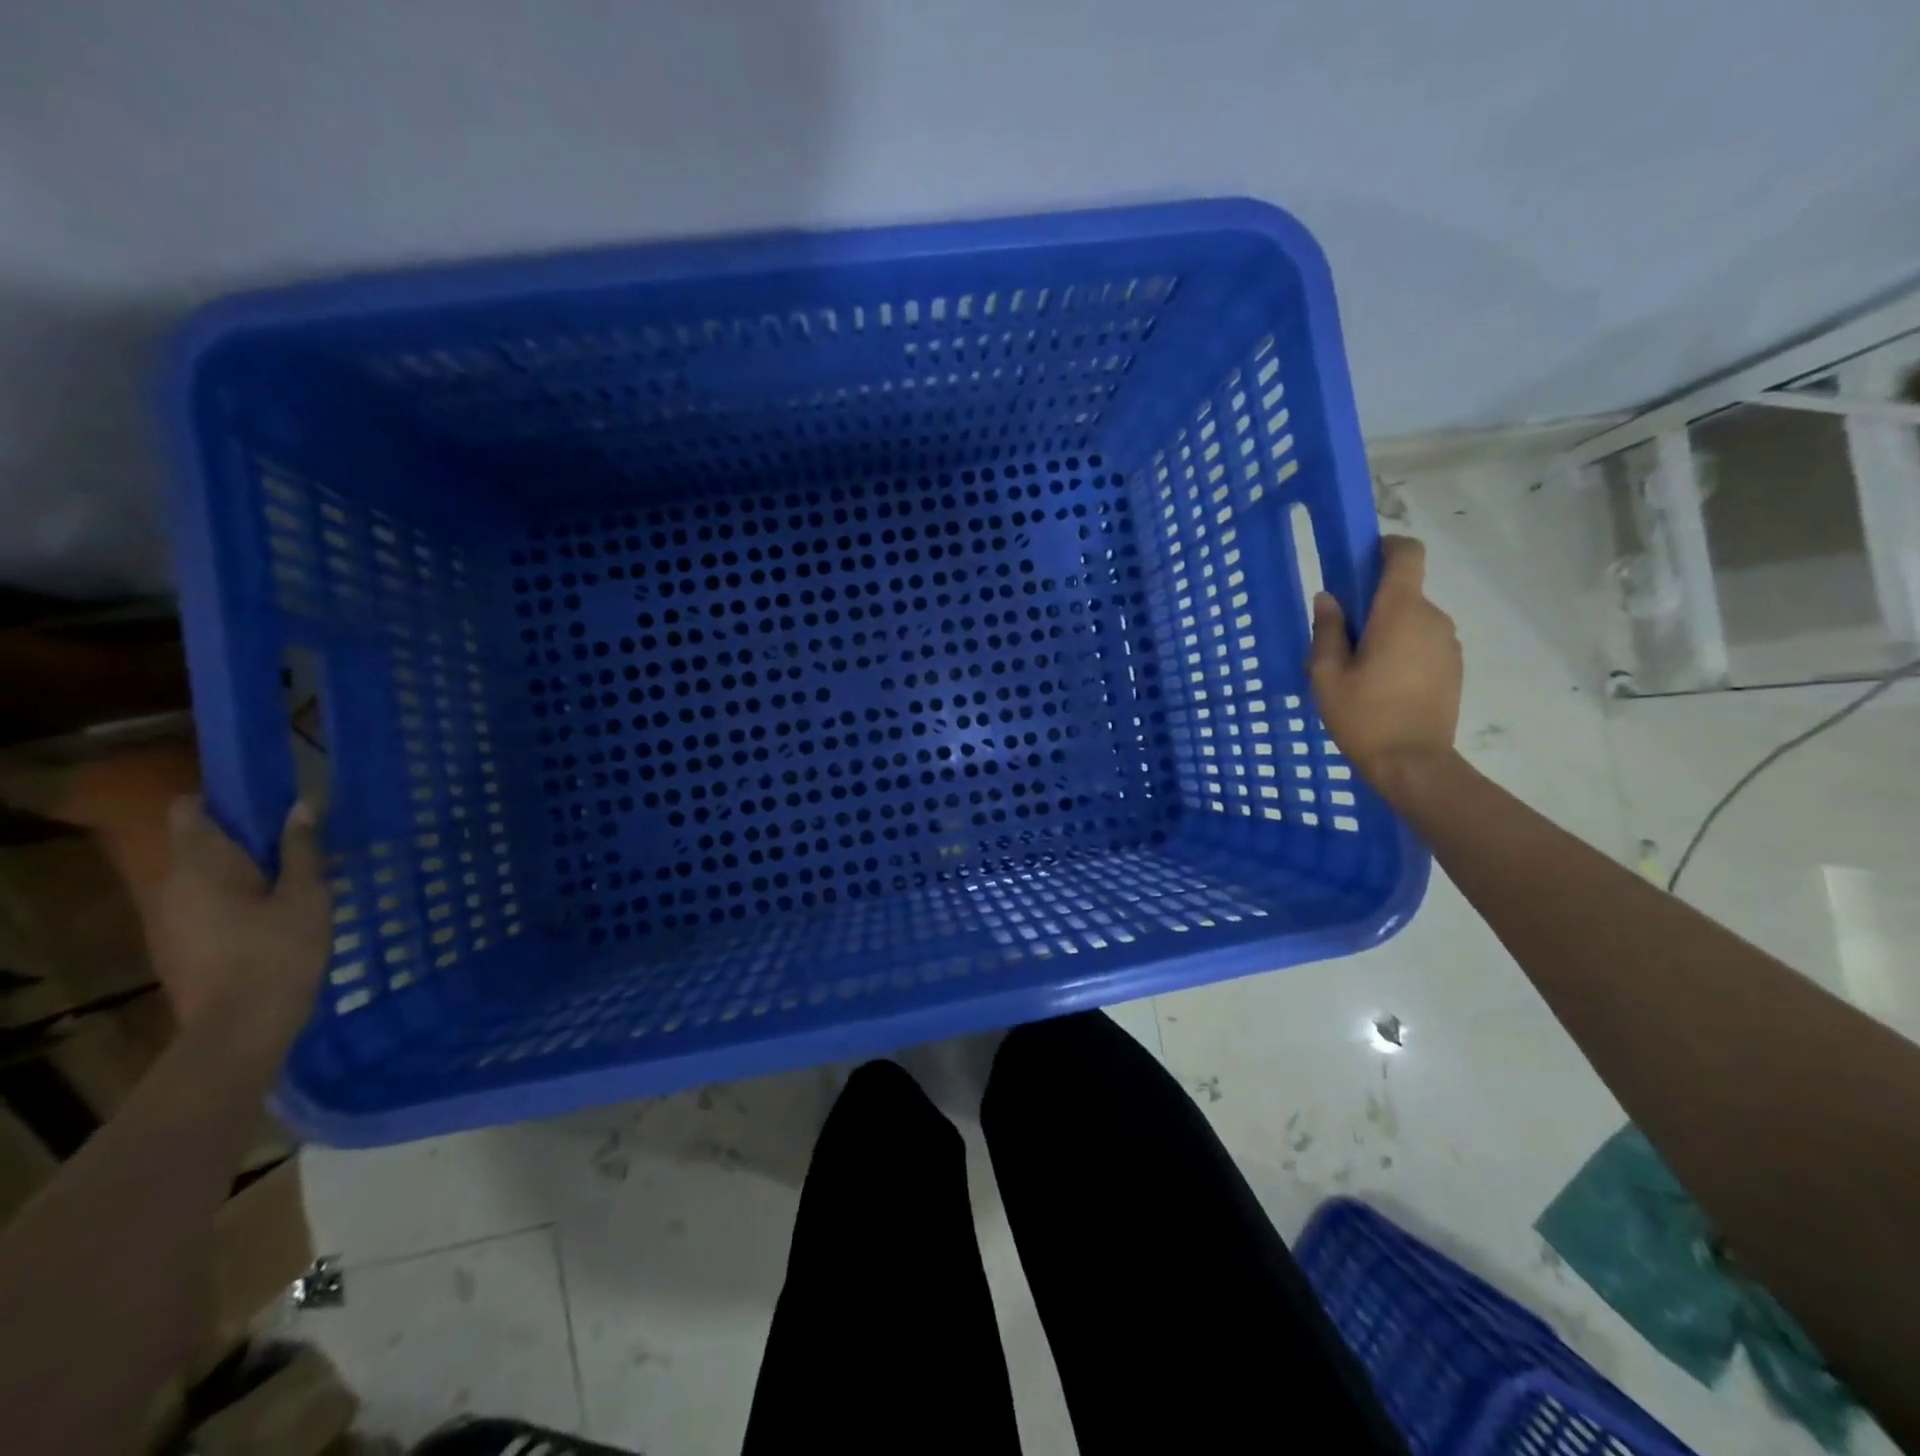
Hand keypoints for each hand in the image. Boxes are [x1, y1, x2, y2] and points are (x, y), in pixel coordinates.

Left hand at [150, 797, 330, 1054]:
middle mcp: (173, 885)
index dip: (224, 798)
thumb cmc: (279, 951)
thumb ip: (301, 849)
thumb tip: (300, 806)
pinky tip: (280, 916)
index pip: (189, 810)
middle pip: (200, 843)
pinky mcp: (181, 945)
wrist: (239, 1028)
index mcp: (202, 864)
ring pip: (206, 876)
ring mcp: (171, 918)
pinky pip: (207, 904)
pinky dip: (239, 898)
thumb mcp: (307, 894)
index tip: (269, 801)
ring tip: (300, 880)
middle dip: (246, 837)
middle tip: (303, 842)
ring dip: (245, 870)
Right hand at [1307, 535, 1462, 799]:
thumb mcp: (1327, 674)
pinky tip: (1382, 686)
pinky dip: (1402, 650)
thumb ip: (1328, 630)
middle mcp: (1431, 618)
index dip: (1385, 548)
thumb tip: (1328, 598)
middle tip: (1341, 641)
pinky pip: (1423, 642)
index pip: (1407, 554)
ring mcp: (1448, 643)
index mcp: (1399, 612)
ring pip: (1412, 620)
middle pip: (1403, 592)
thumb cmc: (1363, 716)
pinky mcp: (1453, 666)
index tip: (1359, 563)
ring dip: (1386, 631)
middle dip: (1372, 605)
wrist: (1413, 764)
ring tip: (1360, 671)